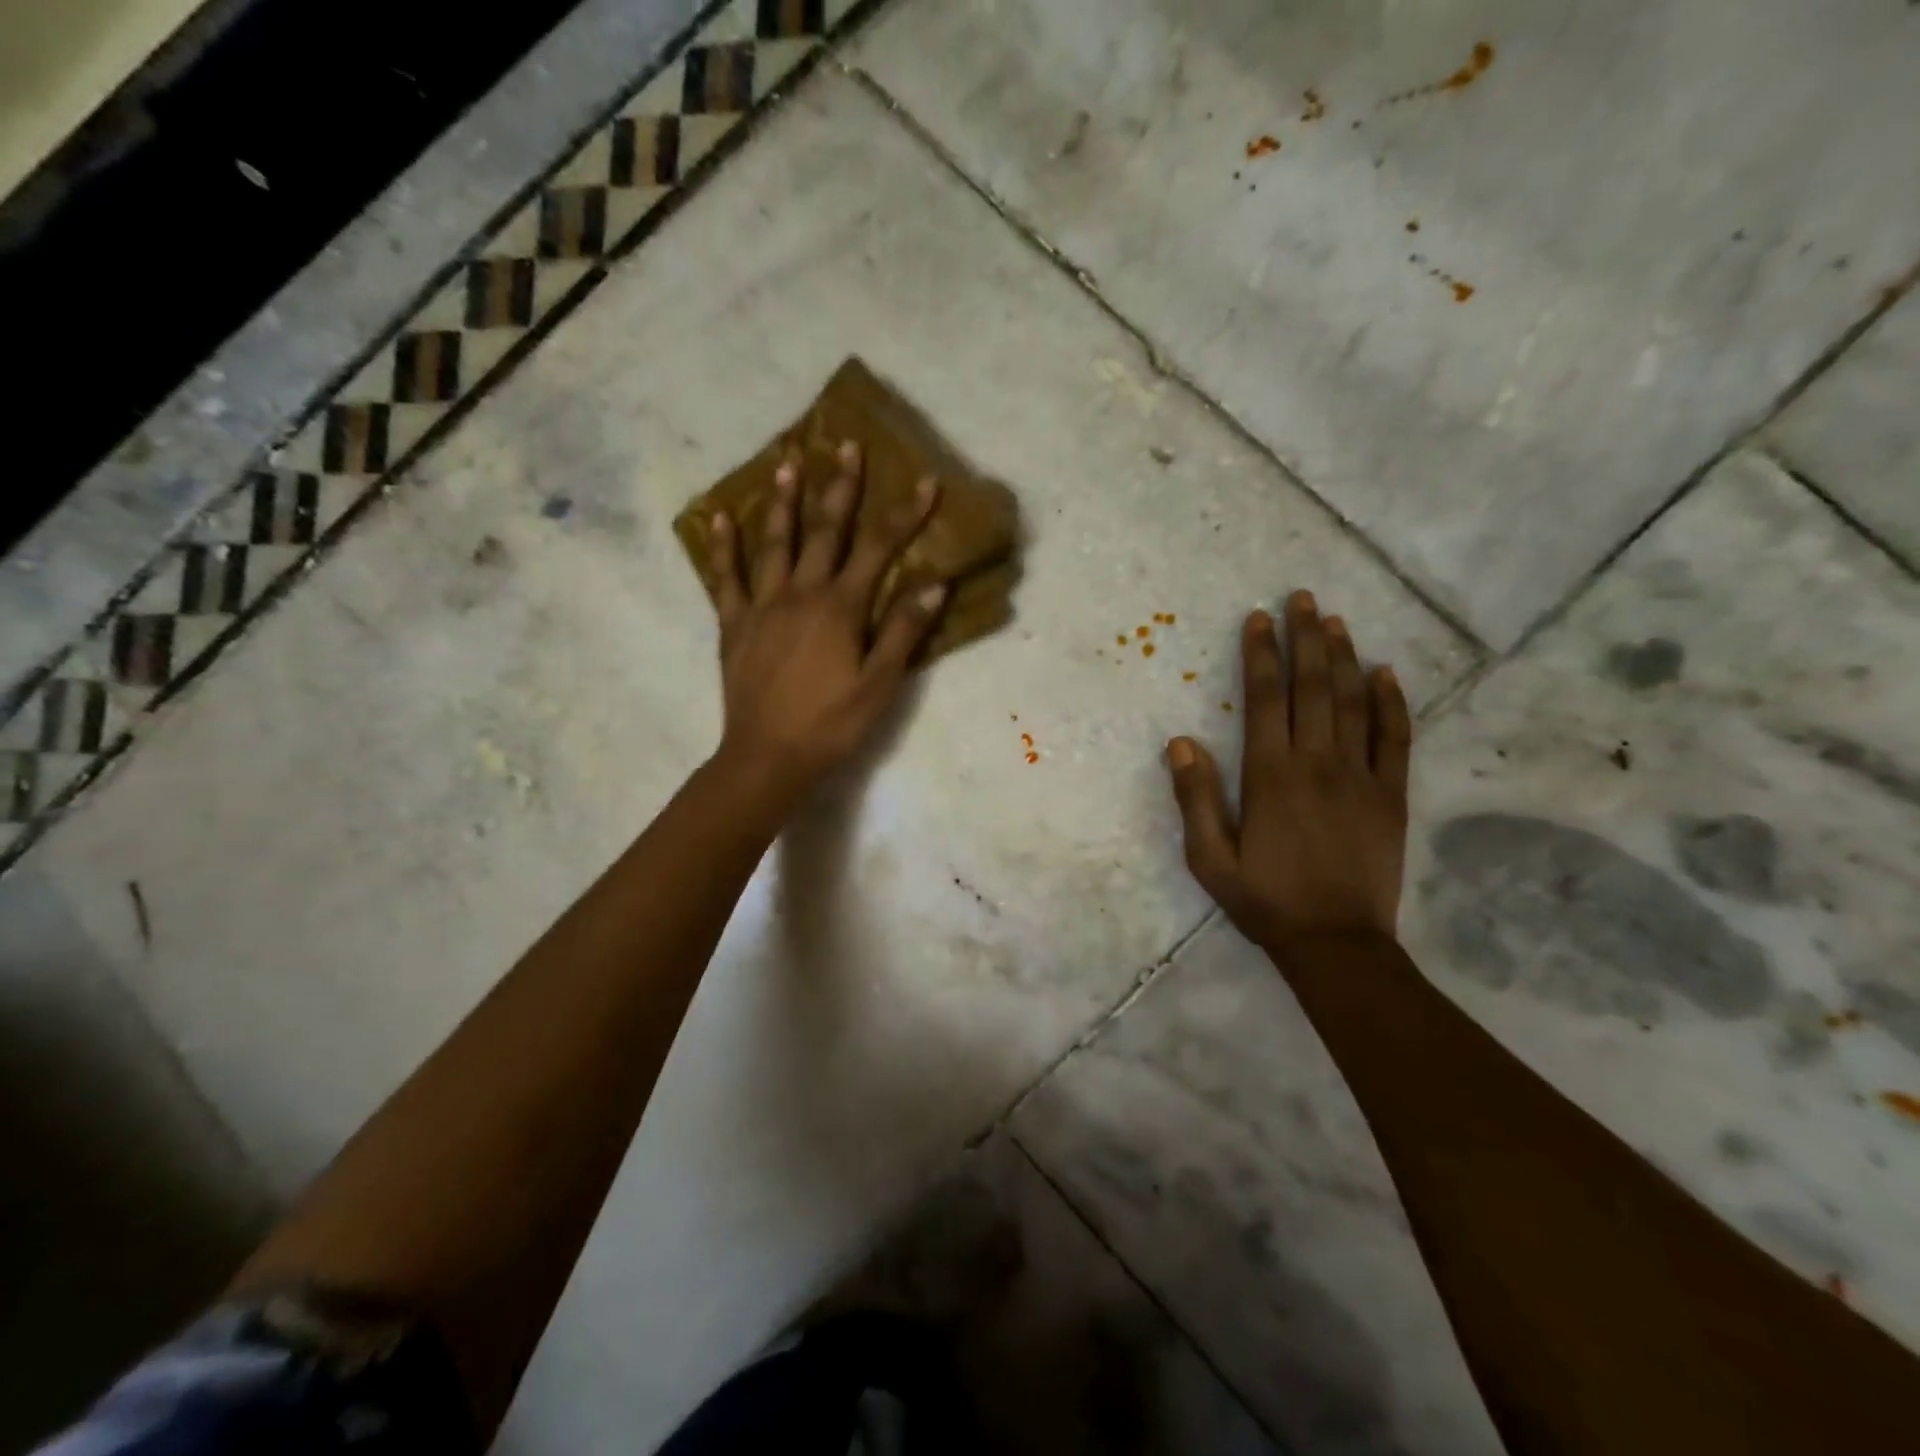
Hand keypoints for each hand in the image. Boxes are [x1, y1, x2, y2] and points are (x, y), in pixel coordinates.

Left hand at [706, 440, 946, 803]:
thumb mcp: (879, 684)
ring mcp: (761, 606)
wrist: (767, 757)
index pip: (879, 549)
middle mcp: (800, 594)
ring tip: (786, 460)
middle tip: (845, 444)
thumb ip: (903, 631)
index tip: (925, 481)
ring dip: (782, 500)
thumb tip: (934, 583)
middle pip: (823, 531)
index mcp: (839, 608)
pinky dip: (724, 546)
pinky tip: (719, 516)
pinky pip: (726, 577)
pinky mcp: (733, 624)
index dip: (904, 514)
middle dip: (839, 487)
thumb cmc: (831, 724)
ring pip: (773, 542)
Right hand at [1166, 591, 1411, 951]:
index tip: (1258, 619)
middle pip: (1311, 688)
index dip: (1261, 655)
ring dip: (1342, 657)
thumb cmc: (1264, 900)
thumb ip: (1195, 798)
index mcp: (1270, 776)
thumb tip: (1181, 741)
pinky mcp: (1391, 795)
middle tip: (1302, 599)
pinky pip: (1395, 738)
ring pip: (1352, 702)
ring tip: (1335, 620)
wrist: (1336, 943)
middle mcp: (1317, 763)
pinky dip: (1391, 702)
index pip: (1265, 699)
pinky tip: (1385, 673)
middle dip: (1305, 639)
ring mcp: (1360, 776)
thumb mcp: (1210, 858)